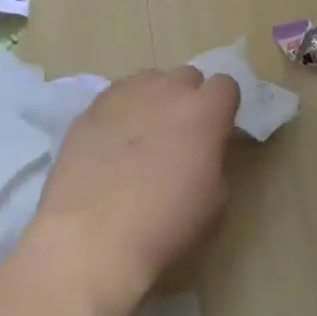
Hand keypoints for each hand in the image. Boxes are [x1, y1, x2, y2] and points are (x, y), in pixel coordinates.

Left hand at [28, 66, 240, 312]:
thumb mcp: (215, 203)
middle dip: (188, 99)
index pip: (225, 85)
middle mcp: (167, 90)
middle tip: (179, 136)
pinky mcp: (91, 107)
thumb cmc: (165, 227)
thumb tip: (205, 151)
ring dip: (154, 101)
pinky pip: (116, 97)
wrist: (91, 239)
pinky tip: (110, 144)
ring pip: (149, 81)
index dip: (222, 109)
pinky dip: (121, 112)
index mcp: (204, 112)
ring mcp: (125, 94)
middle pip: (187, 77)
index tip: (215, 134)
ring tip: (141, 137)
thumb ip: (215, 161)